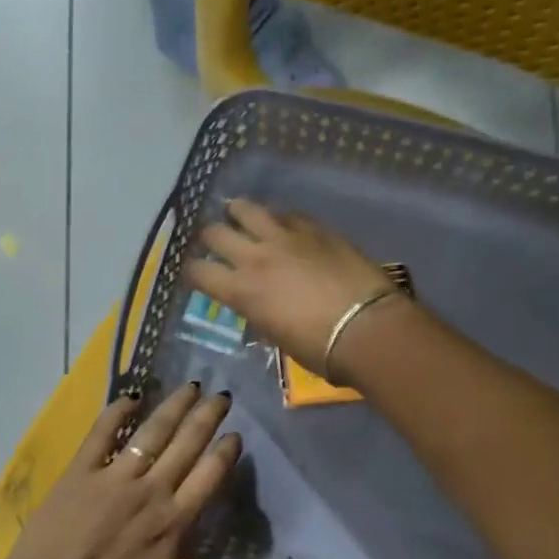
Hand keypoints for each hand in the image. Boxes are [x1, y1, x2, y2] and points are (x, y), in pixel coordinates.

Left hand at [0, 384, 257, 558]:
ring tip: (190, 386)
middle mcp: (149, 491)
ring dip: (173, 407)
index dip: (226, 452)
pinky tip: (132, 396)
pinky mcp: (79, 473)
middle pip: (186, 444)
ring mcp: (112, 478)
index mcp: (172, 524)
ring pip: (151, 432)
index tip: (236, 434)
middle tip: (222, 395)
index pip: (208, 476)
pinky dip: (118, 411)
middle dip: (207, 416)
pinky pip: (101, 434)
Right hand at [186, 199, 406, 374]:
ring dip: (237, 212)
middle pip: (214, 233)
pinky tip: (280, 221)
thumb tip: (258, 303)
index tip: (195, 273)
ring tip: (238, 214)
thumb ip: (259, 311)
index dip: (191, 271)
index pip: (198, 272)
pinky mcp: (314, 228)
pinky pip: (286, 213)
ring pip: (246, 209)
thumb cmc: (320, 349)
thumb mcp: (276, 335)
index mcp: (240, 291)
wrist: (367, 328)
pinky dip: (277, 217)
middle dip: (209, 237)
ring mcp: (284, 237)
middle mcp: (254, 257)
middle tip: (214, 241)